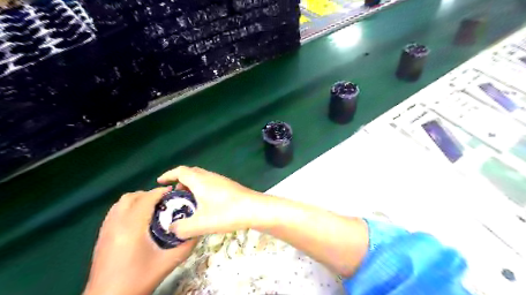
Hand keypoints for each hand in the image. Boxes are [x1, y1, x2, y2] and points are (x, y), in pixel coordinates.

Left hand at [84, 187, 199, 293]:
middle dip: (149, 194)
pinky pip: (114, 211)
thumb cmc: (138, 279)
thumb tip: (197, 232)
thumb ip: (186, 245)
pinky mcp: (101, 236)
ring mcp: (106, 229)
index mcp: (132, 227)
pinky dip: (127, 207)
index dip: (160, 192)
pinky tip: (138, 219)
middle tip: (164, 202)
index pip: (146, 199)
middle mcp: (116, 224)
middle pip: (131, 197)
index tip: (173, 192)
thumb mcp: (168, 263)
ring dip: (137, 200)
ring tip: (152, 208)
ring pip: (120, 203)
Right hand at [155, 166, 262, 239]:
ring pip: (202, 178)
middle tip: (175, 196)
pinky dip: (202, 189)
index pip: (180, 171)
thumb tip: (171, 228)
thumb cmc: (227, 213)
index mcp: (200, 181)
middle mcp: (210, 176)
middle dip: (180, 181)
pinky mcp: (229, 186)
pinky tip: (205, 204)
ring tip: (189, 202)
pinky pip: (210, 183)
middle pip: (191, 173)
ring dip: (192, 186)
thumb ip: (182, 228)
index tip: (160, 181)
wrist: (255, 209)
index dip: (168, 174)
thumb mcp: (201, 224)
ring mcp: (221, 180)